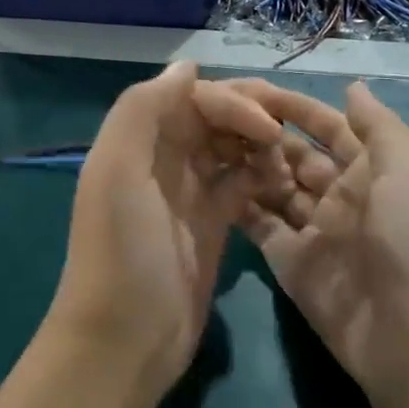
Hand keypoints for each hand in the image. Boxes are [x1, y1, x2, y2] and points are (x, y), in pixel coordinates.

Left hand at [44, 62, 284, 407]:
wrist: (126, 339)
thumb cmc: (122, 253)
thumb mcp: (117, 172)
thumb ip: (142, 110)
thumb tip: (187, 68)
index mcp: (138, 141)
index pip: (191, 98)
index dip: (231, 103)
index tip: (267, 128)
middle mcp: (162, 160)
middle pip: (213, 118)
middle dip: (252, 116)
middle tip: (292, 131)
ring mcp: (188, 193)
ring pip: (231, 148)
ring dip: (261, 146)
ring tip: (289, 163)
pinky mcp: (212, 225)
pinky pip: (241, 184)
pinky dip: (263, 177)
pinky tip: (284, 183)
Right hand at [229, 79, 408, 407]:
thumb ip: (378, 126)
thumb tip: (352, 87)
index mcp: (374, 170)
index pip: (329, 128)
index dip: (296, 108)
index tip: (254, 91)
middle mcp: (341, 195)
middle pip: (295, 156)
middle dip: (263, 135)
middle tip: (217, 116)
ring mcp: (313, 230)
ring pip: (273, 187)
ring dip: (246, 166)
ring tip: (206, 142)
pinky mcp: (288, 261)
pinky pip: (259, 225)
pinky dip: (237, 204)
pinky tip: (208, 181)